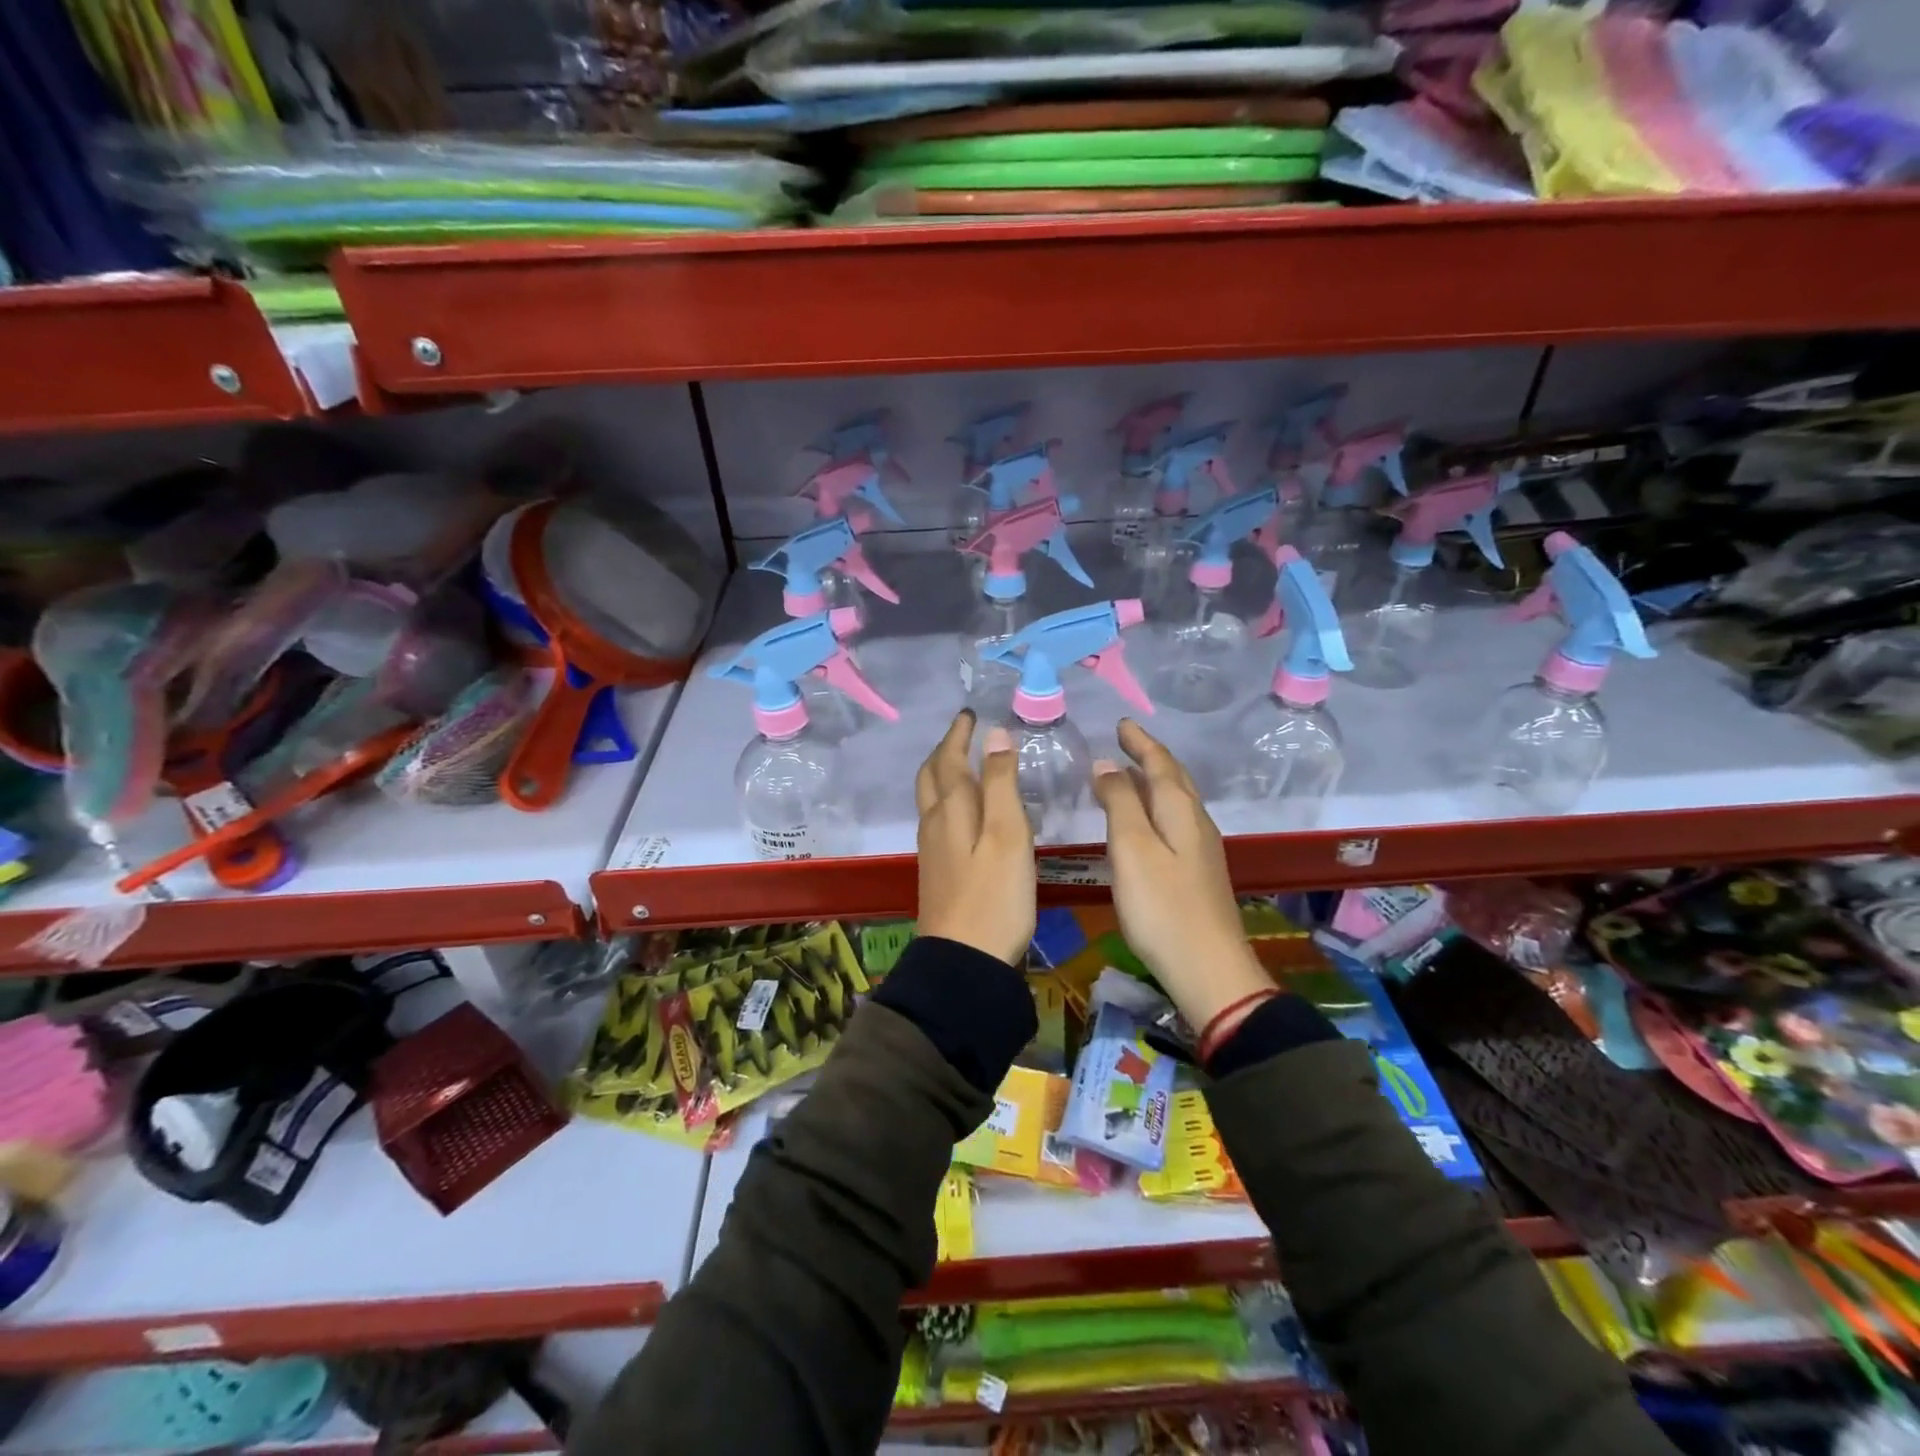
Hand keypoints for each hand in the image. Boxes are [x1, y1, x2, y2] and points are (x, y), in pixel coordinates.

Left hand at [914, 711, 1034, 964]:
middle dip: (945, 750)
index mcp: (951, 809)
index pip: (950, 759)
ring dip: (942, 774)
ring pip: (930, 798)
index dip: (959, 734)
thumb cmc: (994, 896)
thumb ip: (1002, 783)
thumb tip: (994, 734)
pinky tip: (963, 813)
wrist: (963, 959)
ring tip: (962, 765)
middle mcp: (934, 823)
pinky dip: (947, 800)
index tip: (969, 714)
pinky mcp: (936, 871)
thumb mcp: (1008, 834)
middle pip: (931, 776)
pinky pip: (936, 819)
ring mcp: (932, 849)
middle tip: (963, 735)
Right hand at [1092, 720, 1270, 1035]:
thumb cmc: (1162, 907)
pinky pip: (1176, 822)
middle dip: (1150, 756)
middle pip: (1174, 778)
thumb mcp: (1132, 849)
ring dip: (1154, 781)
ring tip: (1129, 774)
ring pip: (1177, 801)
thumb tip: (1107, 764)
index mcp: (1180, 810)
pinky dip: (1157, 808)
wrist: (1209, 969)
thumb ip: (1120, 802)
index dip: (1139, 742)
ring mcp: (1202, 849)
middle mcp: (1196, 822)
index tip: (1120, 723)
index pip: (1160, 763)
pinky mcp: (1199, 873)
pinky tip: (1146, 822)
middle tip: (1126, 741)